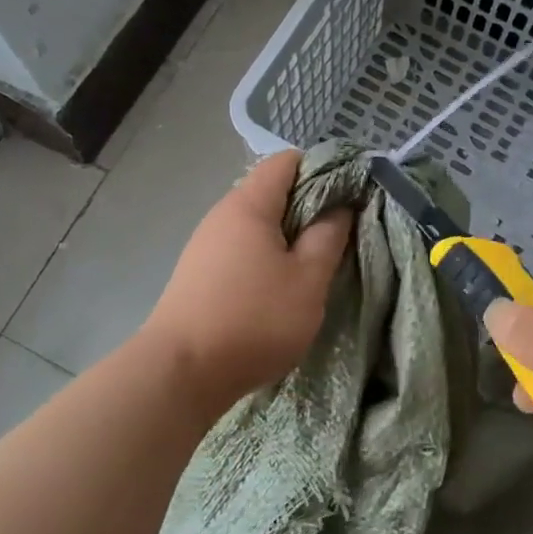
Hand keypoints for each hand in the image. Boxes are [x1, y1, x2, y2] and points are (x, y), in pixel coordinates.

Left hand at [141, 151, 351, 407]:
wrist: (182, 372)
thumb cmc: (254, 319)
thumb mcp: (308, 280)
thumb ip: (329, 237)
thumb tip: (340, 207)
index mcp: (248, 205)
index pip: (287, 161)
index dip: (324, 171)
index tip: (350, 199)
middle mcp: (221, 216)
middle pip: (272, 193)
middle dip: (309, 210)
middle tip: (339, 240)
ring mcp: (205, 246)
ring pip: (258, 227)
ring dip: (289, 240)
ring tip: (314, 270)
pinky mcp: (199, 276)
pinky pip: (242, 252)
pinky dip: (266, 261)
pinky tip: (279, 292)